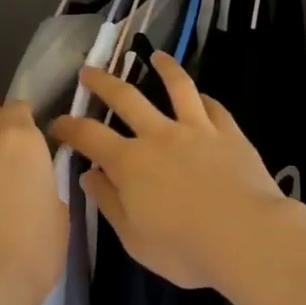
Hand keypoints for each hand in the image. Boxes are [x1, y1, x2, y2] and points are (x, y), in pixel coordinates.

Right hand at [49, 52, 294, 290]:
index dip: (70, 127)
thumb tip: (89, 176)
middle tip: (89, 70)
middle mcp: (159, 136)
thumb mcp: (135, 239)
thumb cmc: (186, 248)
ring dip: (164, 68)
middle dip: (103, 83)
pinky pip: (214, 107)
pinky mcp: (229, 132)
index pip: (89, 136)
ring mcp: (197, 129)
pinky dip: (204, 98)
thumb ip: (109, 203)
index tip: (57, 122)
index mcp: (130, 163)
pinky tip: (203, 95)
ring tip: (156, 55)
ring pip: (177, 87)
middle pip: (126, 98)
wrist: (248, 236)